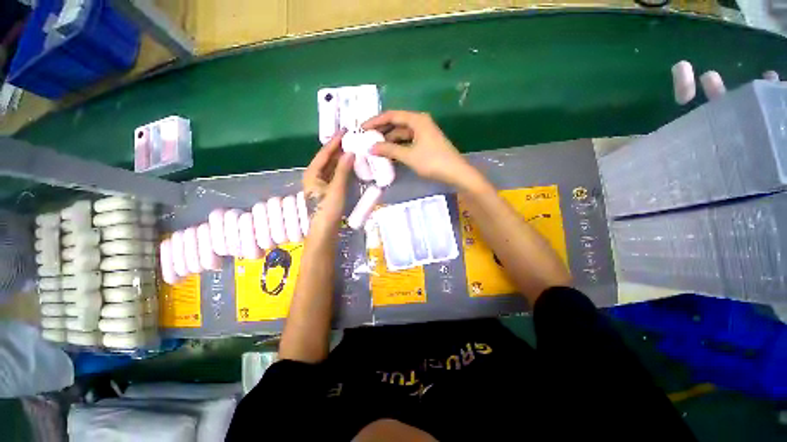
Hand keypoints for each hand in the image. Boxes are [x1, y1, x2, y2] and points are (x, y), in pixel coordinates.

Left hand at [302, 130, 354, 229]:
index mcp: (312, 173)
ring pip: (331, 167)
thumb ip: (343, 170)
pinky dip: (343, 169)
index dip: (334, 142)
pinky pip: (335, 174)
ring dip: (342, 159)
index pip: (324, 153)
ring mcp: (321, 183)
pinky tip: (351, 166)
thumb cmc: (327, 209)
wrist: (324, 230)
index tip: (345, 131)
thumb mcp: (336, 188)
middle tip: (352, 139)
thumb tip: (351, 152)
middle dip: (339, 149)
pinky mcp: (327, 190)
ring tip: (353, 149)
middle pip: (327, 159)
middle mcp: (314, 176)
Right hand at [362, 110, 484, 191]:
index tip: (362, 128)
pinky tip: (389, 154)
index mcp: (416, 120)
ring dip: (389, 141)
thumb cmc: (432, 161)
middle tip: (366, 138)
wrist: (455, 173)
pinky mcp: (425, 144)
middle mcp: (420, 123)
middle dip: (381, 131)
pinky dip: (398, 147)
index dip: (375, 121)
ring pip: (401, 134)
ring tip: (375, 148)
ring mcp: (423, 134)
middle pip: (396, 124)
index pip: (391, 116)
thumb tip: (371, 148)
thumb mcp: (409, 156)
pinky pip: (407, 142)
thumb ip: (389, 150)